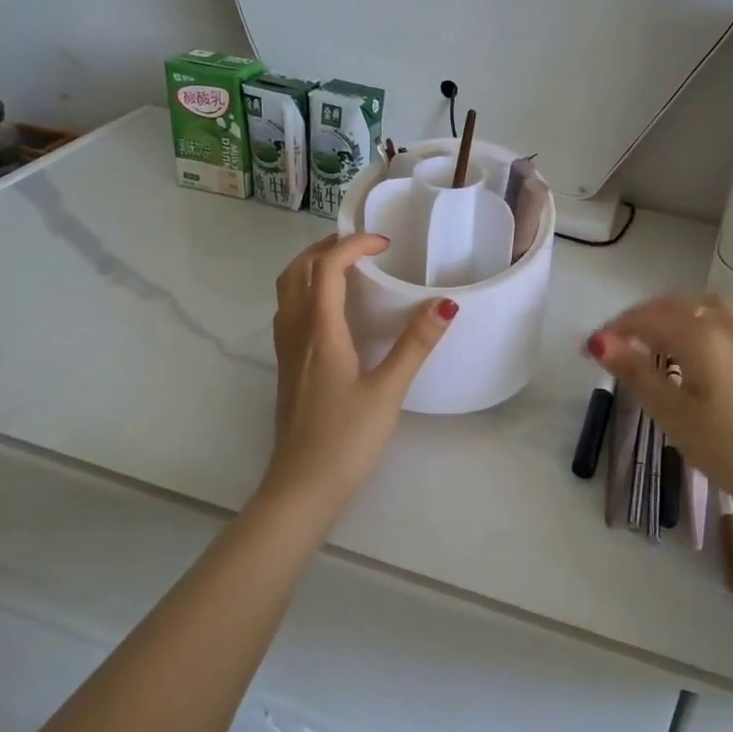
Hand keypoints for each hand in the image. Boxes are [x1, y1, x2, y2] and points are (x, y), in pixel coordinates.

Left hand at [267, 233, 455, 510]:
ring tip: (346, 268)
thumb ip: (415, 345)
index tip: (385, 244)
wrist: (301, 486)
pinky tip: (333, 312)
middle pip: (297, 271)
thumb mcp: (388, 391)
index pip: (326, 267)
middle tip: (362, 246)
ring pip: (287, 290)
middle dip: (326, 248)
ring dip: (311, 267)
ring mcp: (287, 351)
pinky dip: (307, 292)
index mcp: (320, 331)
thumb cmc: (346, 439)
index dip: (353, 245)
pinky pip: (289, 311)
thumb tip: (445, 304)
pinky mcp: (287, 367)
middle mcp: (296, 332)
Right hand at [587, 294, 732, 507]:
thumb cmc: (729, 447)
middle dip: (641, 316)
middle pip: (675, 305)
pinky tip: (695, 352)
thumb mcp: (672, 414)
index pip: (646, 319)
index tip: (589, 349)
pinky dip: (698, 323)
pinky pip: (724, 322)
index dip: (614, 329)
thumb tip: (600, 341)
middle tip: (617, 340)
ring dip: (673, 313)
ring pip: (704, 307)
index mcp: (698, 336)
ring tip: (655, 336)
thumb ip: (636, 372)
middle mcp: (724, 326)